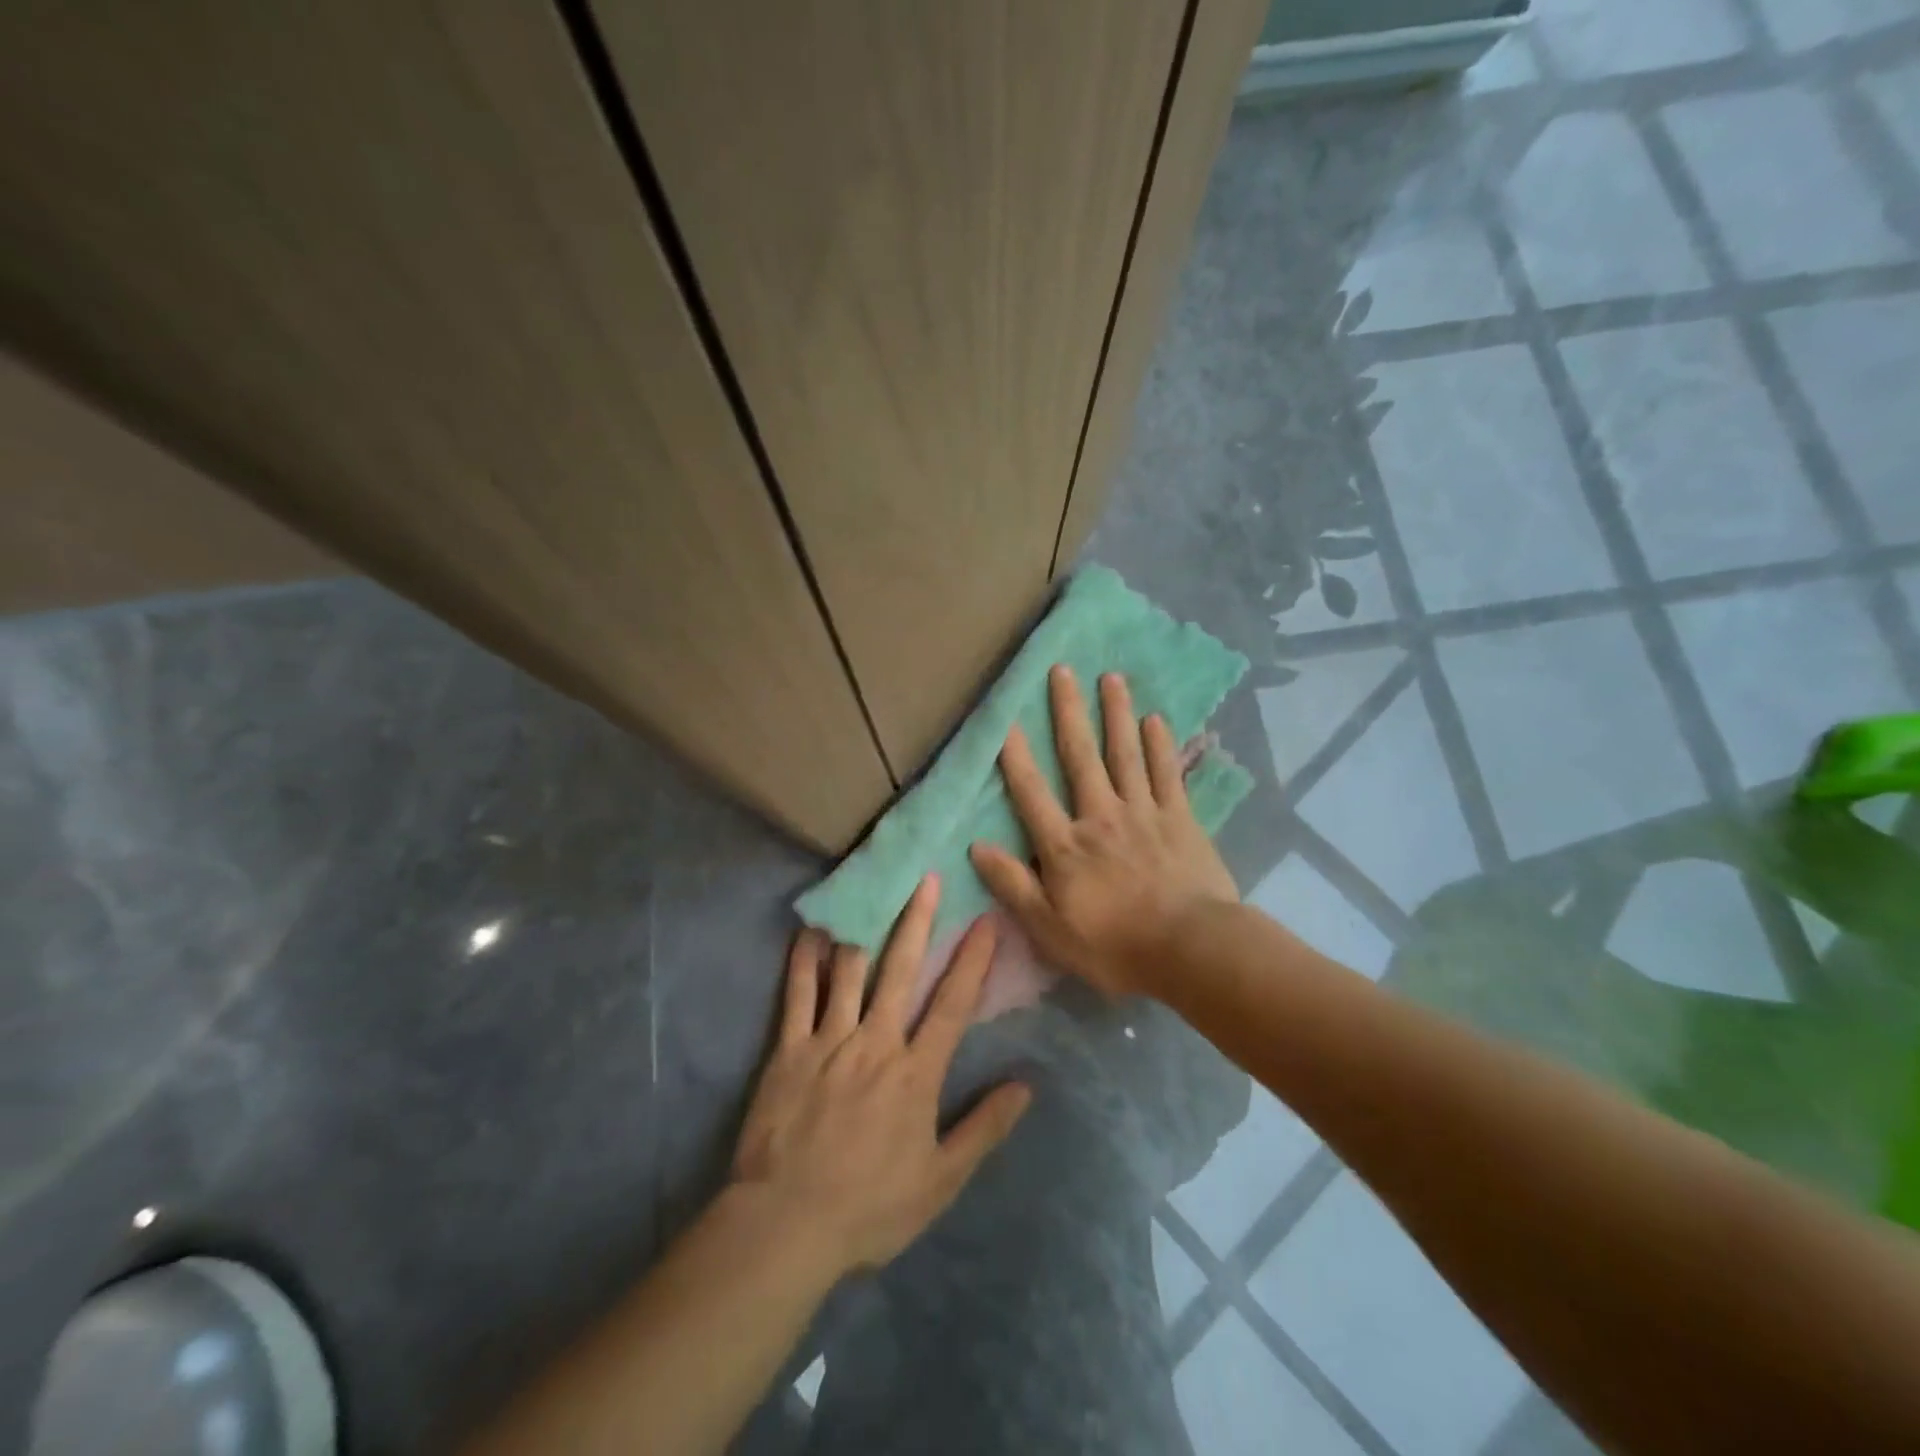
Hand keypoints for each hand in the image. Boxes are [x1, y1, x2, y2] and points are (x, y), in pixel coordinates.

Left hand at [731, 877, 1031, 1277]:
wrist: (787, 1224)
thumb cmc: (870, 1206)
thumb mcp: (940, 1180)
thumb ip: (983, 1128)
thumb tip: (1025, 1085)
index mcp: (915, 1072)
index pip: (952, 1004)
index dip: (972, 960)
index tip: (985, 920)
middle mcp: (875, 1042)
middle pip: (900, 970)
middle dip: (917, 921)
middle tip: (927, 879)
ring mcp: (828, 1040)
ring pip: (850, 971)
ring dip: (865, 926)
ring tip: (872, 887)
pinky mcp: (789, 1049)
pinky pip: (798, 994)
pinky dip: (805, 959)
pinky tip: (812, 930)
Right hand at [969, 665, 1235, 998]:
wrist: (1191, 950)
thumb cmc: (1114, 946)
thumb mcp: (1049, 928)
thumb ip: (1013, 885)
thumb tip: (976, 846)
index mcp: (1066, 845)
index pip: (1031, 792)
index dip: (1015, 755)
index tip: (1005, 718)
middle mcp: (1101, 816)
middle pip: (1080, 757)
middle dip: (1069, 712)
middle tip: (1063, 670)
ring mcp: (1144, 813)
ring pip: (1125, 754)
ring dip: (1116, 714)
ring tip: (1111, 677)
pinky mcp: (1181, 819)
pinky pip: (1167, 774)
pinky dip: (1160, 745)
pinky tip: (1155, 719)